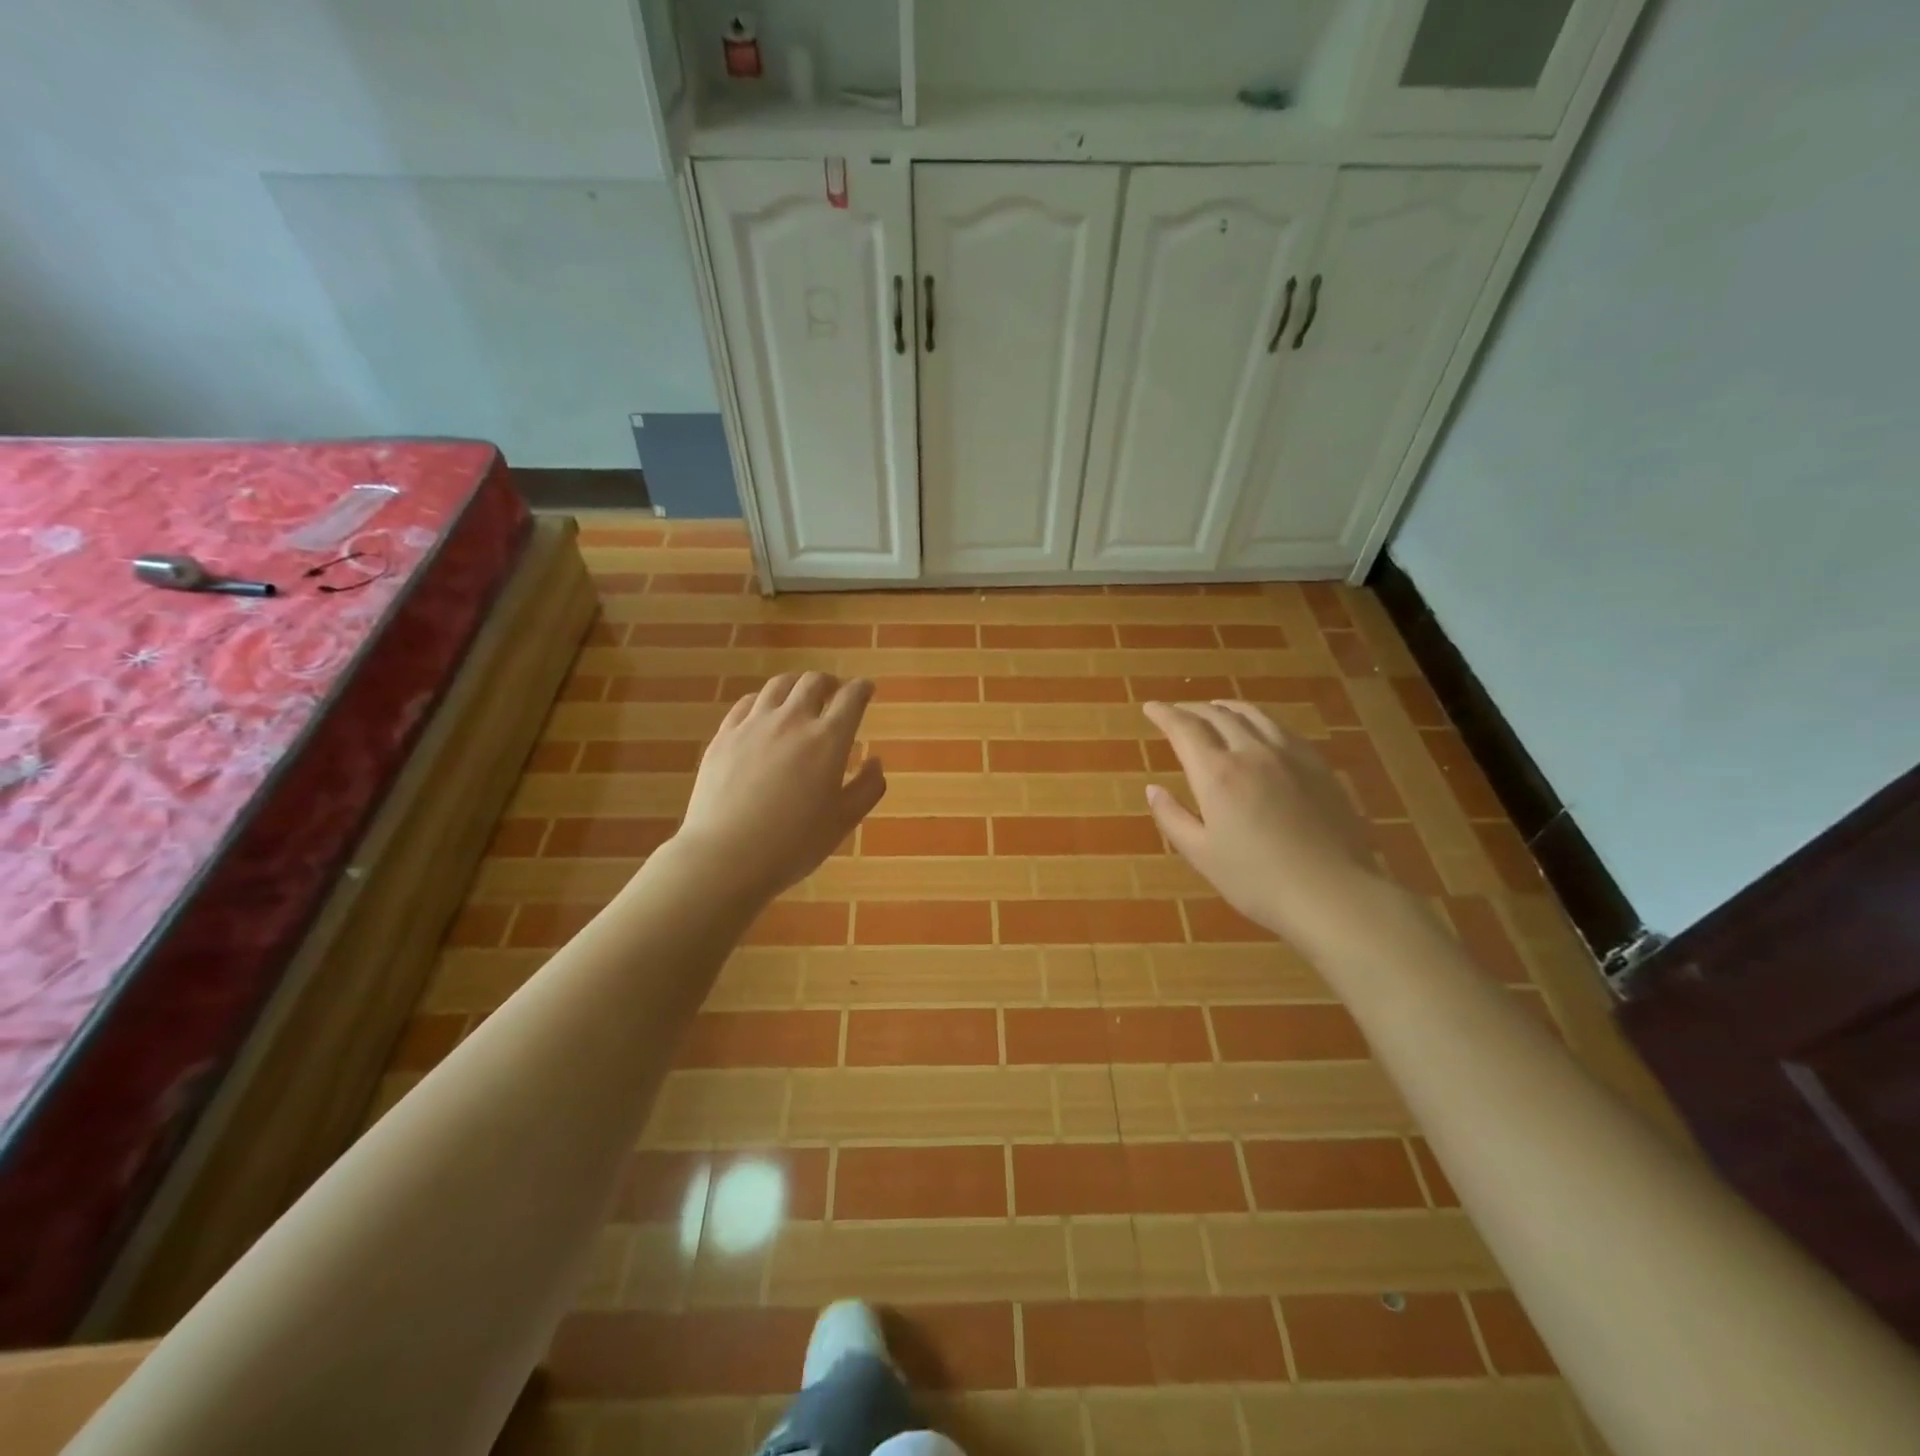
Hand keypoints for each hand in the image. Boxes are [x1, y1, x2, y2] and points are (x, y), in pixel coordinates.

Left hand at [675, 672, 886, 905]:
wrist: (725, 856)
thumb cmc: (793, 844)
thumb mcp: (844, 822)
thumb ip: (868, 787)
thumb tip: (875, 761)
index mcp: (828, 739)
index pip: (851, 698)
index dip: (862, 689)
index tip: (867, 689)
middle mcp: (792, 721)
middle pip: (813, 682)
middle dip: (830, 682)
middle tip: (834, 692)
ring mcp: (753, 725)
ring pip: (778, 686)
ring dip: (796, 685)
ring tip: (800, 696)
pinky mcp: (724, 735)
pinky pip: (746, 703)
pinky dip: (763, 701)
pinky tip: (763, 712)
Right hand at [1143, 701, 1388, 947]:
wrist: (1334, 893)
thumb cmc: (1257, 880)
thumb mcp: (1202, 855)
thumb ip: (1172, 818)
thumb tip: (1153, 789)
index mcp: (1217, 773)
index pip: (1184, 728)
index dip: (1164, 714)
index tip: (1150, 707)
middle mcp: (1252, 752)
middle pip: (1218, 715)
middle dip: (1192, 709)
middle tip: (1177, 711)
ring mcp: (1290, 755)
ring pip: (1253, 715)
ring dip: (1227, 708)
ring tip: (1215, 709)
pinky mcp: (1318, 766)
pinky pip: (1282, 729)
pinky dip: (1259, 721)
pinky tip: (1260, 731)